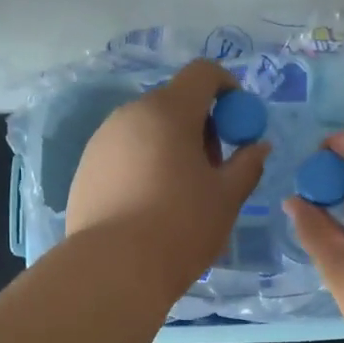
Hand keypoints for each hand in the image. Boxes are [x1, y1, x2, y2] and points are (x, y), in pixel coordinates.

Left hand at [65, 60, 268, 294]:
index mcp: (168, 111)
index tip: (239, 123)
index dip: (228, 89)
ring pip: (147, 128)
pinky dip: (145, 164)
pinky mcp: (85, 168)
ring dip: (171, 145)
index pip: (203, 73)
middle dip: (201, 125)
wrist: (112, 269)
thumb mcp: (227, 197)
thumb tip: (258, 146)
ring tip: (181, 192)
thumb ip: (248, 164)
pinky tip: (150, 206)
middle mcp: (130, 114)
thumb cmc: (180, 226)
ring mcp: (102, 140)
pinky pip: (125, 152)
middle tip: (213, 167)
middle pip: (174, 102)